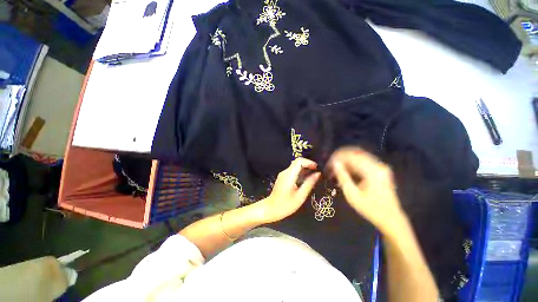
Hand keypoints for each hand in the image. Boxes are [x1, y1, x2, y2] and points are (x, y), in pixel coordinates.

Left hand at [260, 158, 320, 222]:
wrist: (271, 209)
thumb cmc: (286, 205)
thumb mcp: (300, 196)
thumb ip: (309, 183)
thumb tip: (318, 174)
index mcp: (289, 175)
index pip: (299, 161)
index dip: (309, 162)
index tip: (317, 168)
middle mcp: (285, 172)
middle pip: (297, 162)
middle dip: (308, 165)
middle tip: (317, 172)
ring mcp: (283, 175)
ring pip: (295, 167)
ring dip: (305, 169)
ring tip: (314, 176)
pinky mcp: (283, 178)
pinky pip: (293, 172)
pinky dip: (301, 173)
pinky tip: (306, 180)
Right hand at [328, 147, 405, 234]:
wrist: (391, 218)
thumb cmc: (370, 209)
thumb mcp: (352, 195)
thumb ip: (342, 177)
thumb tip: (334, 163)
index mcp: (372, 171)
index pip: (351, 156)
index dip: (337, 158)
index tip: (328, 165)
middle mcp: (378, 165)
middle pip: (355, 153)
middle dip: (341, 158)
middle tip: (331, 166)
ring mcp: (380, 166)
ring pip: (358, 156)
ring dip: (346, 161)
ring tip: (336, 169)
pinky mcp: (380, 170)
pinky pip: (363, 161)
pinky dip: (352, 164)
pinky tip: (345, 171)